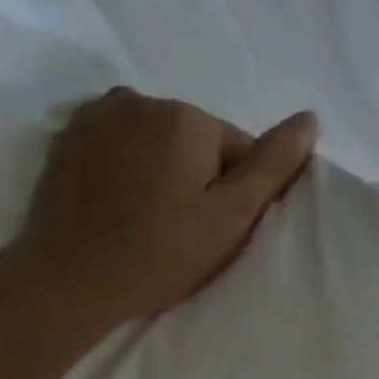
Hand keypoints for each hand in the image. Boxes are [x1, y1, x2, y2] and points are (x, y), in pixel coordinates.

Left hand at [7, 89, 317, 330]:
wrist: (69, 279)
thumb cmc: (162, 252)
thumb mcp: (232, 215)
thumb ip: (273, 164)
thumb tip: (311, 119)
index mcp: (188, 117)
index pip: (240, 149)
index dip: (238, 192)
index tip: (218, 228)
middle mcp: (142, 100)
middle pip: (197, 140)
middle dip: (201, 176)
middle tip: (187, 228)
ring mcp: (97, 115)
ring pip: (158, 139)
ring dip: (165, 168)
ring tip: (151, 216)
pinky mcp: (67, 136)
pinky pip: (119, 142)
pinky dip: (128, 164)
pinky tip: (121, 202)